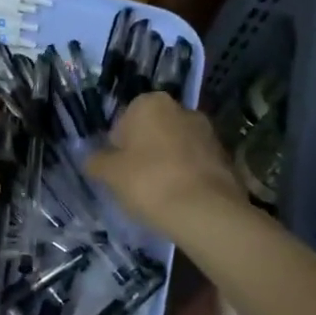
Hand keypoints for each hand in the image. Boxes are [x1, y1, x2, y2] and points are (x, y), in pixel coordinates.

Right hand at [87, 92, 240, 239]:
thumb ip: (96, 161)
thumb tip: (90, 159)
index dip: (117, 146)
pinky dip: (186, 175)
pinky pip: (195, 162)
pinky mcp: (225, 155)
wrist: (206, 211)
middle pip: (152, 130)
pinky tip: (180, 197)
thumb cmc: (149, 182)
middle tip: (135, 181)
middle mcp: (181, 108)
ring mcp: (207, 131)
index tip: (117, 169)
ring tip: (159, 193)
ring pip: (175, 146)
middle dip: (144, 150)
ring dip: (166, 162)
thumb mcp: (110, 174)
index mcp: (151, 103)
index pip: (124, 120)